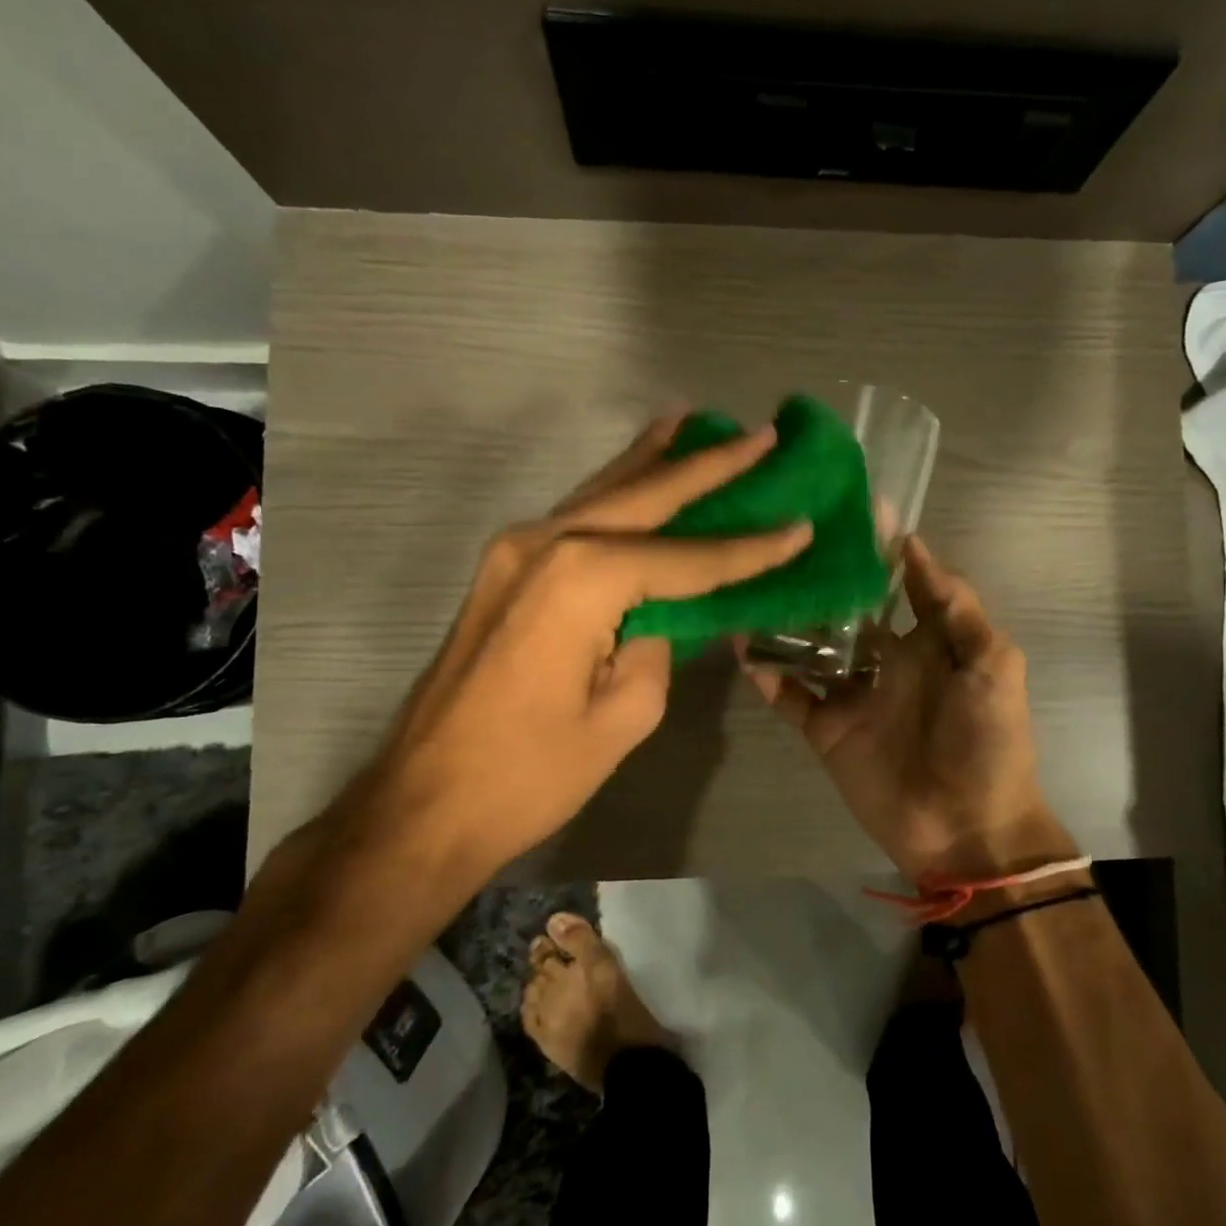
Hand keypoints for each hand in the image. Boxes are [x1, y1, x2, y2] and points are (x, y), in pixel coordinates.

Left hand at [327, 415, 810, 888]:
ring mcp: (515, 550)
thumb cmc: (532, 773)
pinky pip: (575, 515)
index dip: (750, 549)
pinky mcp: (504, 569)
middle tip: (760, 435)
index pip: (688, 558)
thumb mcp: (626, 714)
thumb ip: (660, 644)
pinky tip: (636, 469)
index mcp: (582, 578)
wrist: (423, 803)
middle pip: (645, 496)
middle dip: (707, 466)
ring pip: (603, 492)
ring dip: (653, 460)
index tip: (801, 526)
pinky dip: (614, 489)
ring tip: (694, 422)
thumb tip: (667, 612)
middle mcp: (546, 542)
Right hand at [740, 536, 1070, 883]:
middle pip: (844, 611)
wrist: (966, 828)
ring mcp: (851, 694)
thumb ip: (956, 607)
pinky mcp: (825, 728)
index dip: (875, 551)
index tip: (845, 510)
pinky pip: (790, 696)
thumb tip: (913, 545)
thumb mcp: (992, 664)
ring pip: (809, 647)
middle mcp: (884, 660)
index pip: (896, 584)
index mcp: (926, 641)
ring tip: (750, 585)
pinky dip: (767, 674)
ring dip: (782, 622)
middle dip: (818, 580)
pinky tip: (742, 648)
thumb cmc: (988, 740)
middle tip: (780, 542)